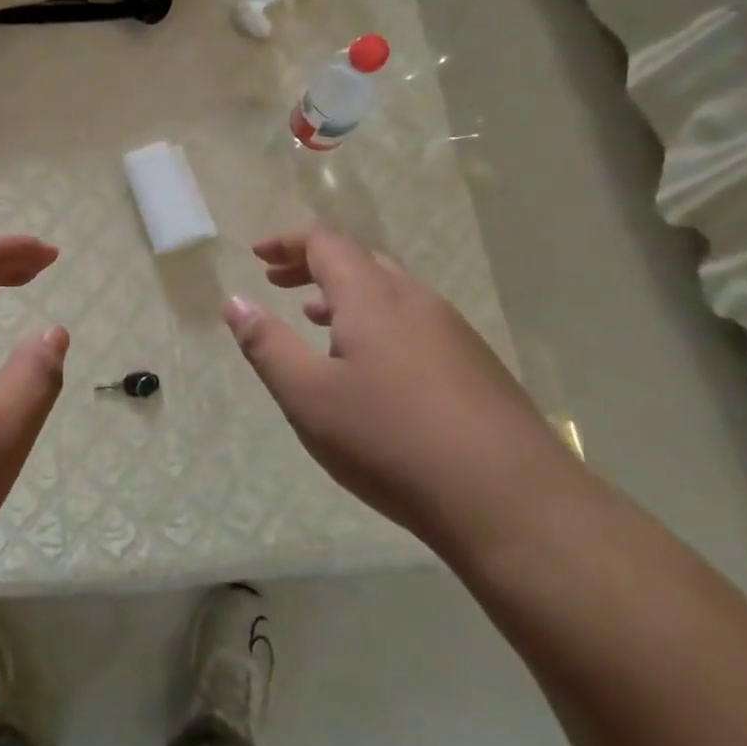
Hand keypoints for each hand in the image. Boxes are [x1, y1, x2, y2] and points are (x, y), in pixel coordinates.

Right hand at [223, 230, 567, 547]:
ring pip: (390, 291)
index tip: (257, 256)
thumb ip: (266, 345)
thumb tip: (235, 302)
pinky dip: (377, 320)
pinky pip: (414, 320)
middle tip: (277, 283)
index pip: (326, 244)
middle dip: (313, 265)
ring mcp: (453, 331)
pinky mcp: (476, 364)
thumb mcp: (308, 397)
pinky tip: (370, 365)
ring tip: (315, 320)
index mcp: (372, 298)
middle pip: (360, 260)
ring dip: (346, 294)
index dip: (288, 243)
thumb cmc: (391, 441)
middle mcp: (415, 300)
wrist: (511, 501)